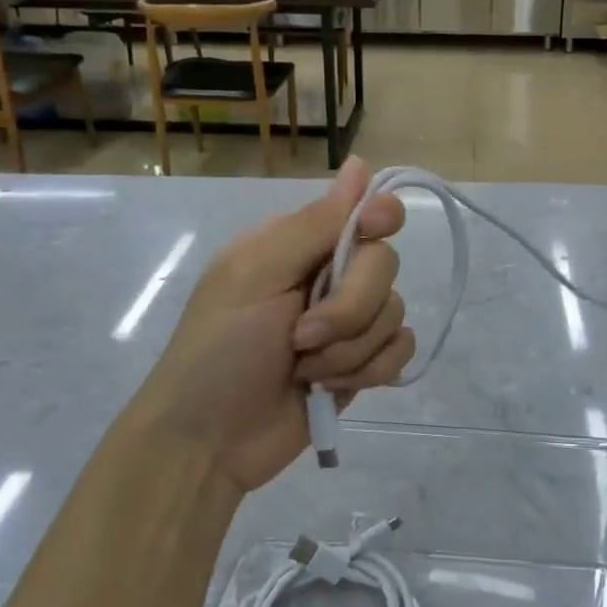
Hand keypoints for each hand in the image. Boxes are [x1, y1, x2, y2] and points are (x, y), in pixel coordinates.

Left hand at [133, 157, 414, 494]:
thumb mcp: (255, 275)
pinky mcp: (361, 364)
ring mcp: (348, 323)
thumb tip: (360, 163)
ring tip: (304, 369)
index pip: (364, 211)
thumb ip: (314, 224)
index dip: (378, 218)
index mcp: (299, 244)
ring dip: (348, 350)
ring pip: (394, 312)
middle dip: (349, 308)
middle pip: (385, 265)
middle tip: (301, 336)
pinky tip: (330, 387)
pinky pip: (400, 350)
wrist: (207, 443)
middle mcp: (329, 275)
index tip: (372, 231)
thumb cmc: (218, 350)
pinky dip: (369, 371)